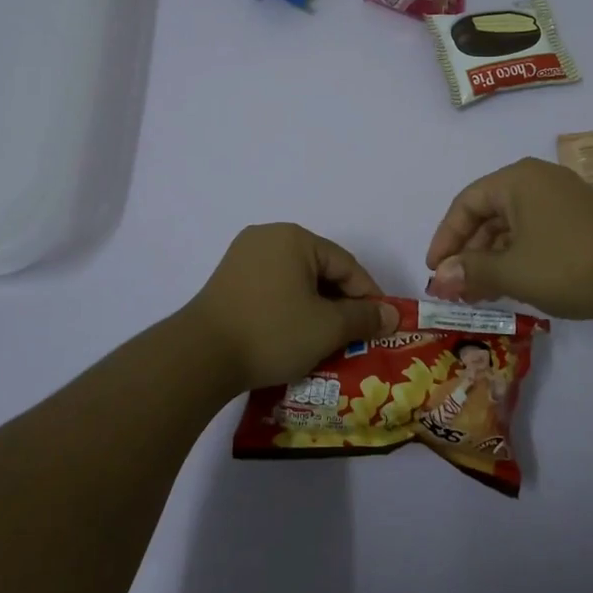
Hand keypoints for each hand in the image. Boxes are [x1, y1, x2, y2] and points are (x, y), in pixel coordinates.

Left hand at [184, 224, 399, 393]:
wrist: (200, 356)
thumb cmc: (272, 332)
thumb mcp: (327, 328)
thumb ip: (364, 317)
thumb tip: (392, 314)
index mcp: (294, 238)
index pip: (345, 264)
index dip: (368, 295)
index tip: (381, 324)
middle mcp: (267, 237)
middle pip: (319, 269)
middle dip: (341, 303)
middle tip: (356, 335)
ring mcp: (243, 257)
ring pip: (295, 280)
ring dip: (315, 307)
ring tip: (328, 339)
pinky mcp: (228, 280)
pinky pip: (272, 288)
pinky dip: (290, 308)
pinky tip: (295, 334)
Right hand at [425, 157, 592, 319]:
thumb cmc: (566, 265)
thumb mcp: (511, 271)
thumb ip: (469, 271)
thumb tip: (438, 278)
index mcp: (517, 180)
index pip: (466, 204)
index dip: (445, 238)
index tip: (434, 270)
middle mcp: (538, 180)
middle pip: (489, 213)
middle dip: (469, 252)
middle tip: (456, 286)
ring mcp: (562, 198)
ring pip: (512, 226)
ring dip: (492, 258)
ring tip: (480, 293)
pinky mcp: (580, 219)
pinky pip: (534, 232)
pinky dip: (517, 256)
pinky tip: (511, 284)